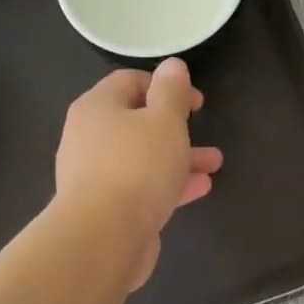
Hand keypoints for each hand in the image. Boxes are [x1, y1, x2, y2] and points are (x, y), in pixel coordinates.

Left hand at [54, 58, 222, 290]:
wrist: (104, 236)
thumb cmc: (137, 167)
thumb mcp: (164, 120)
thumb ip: (172, 91)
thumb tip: (173, 66)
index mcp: (97, 107)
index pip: (129, 81)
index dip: (165, 85)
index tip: (195, 101)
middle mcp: (89, 137)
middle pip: (135, 121)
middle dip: (175, 126)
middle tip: (202, 128)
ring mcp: (94, 175)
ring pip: (142, 157)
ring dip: (178, 157)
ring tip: (214, 163)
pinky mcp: (105, 207)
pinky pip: (141, 186)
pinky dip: (168, 183)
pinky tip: (199, 188)